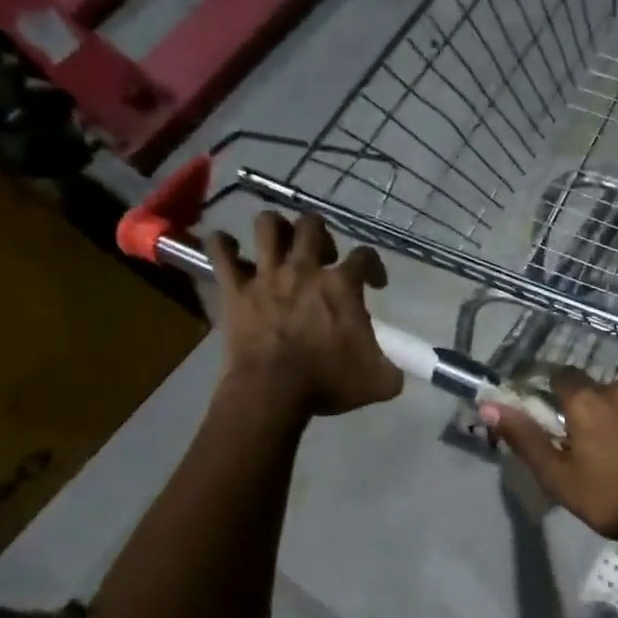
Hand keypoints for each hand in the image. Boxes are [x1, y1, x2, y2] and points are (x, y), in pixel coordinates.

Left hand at [207, 212, 401, 417]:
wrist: (273, 392)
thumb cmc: (328, 383)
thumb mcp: (379, 382)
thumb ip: (393, 370)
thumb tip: (397, 372)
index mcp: (342, 286)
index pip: (365, 256)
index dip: (374, 266)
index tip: (375, 284)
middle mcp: (305, 270)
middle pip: (313, 226)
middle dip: (320, 235)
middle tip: (322, 257)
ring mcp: (266, 276)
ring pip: (268, 225)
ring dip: (275, 228)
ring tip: (278, 242)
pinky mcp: (235, 290)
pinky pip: (220, 253)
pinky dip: (221, 245)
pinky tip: (225, 246)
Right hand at [486, 370, 617, 568]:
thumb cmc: (617, 502)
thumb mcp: (560, 478)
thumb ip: (525, 437)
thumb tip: (488, 404)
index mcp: (589, 400)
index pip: (562, 377)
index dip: (558, 396)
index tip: (561, 420)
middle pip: (603, 391)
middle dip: (599, 411)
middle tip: (602, 447)